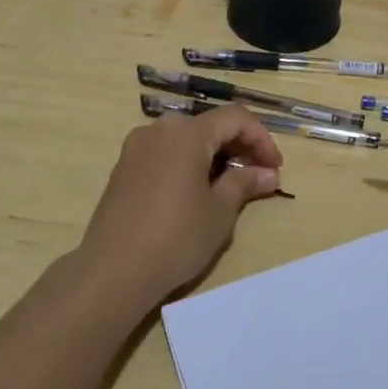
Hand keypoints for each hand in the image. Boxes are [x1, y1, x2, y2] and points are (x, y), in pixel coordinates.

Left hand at [79, 106, 283, 311]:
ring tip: (227, 184)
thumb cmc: (175, 238)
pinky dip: (187, 161)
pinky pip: (164, 151)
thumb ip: (244, 183)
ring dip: (212, 153)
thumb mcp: (220, 212)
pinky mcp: (123, 166)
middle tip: (256, 176)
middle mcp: (160, 129)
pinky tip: (194, 191)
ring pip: (185, 137)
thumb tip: (268, 173)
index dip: (261, 139)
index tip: (274, 168)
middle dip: (237, 145)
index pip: (235, 118)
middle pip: (209, 124)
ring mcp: (137, 147)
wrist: (112, 270)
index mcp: (187, 133)